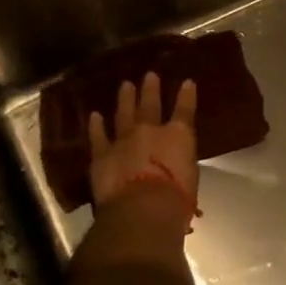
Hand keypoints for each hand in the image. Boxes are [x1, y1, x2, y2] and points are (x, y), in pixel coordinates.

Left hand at [87, 71, 198, 229]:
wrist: (142, 209)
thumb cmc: (176, 199)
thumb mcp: (191, 178)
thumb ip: (181, 164)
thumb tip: (176, 163)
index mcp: (179, 136)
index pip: (185, 110)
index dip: (187, 95)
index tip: (187, 82)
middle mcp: (151, 131)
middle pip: (150, 104)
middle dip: (151, 89)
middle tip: (150, 75)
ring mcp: (124, 140)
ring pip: (124, 113)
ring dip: (125, 99)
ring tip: (126, 85)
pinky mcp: (102, 154)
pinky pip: (98, 136)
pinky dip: (96, 126)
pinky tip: (95, 115)